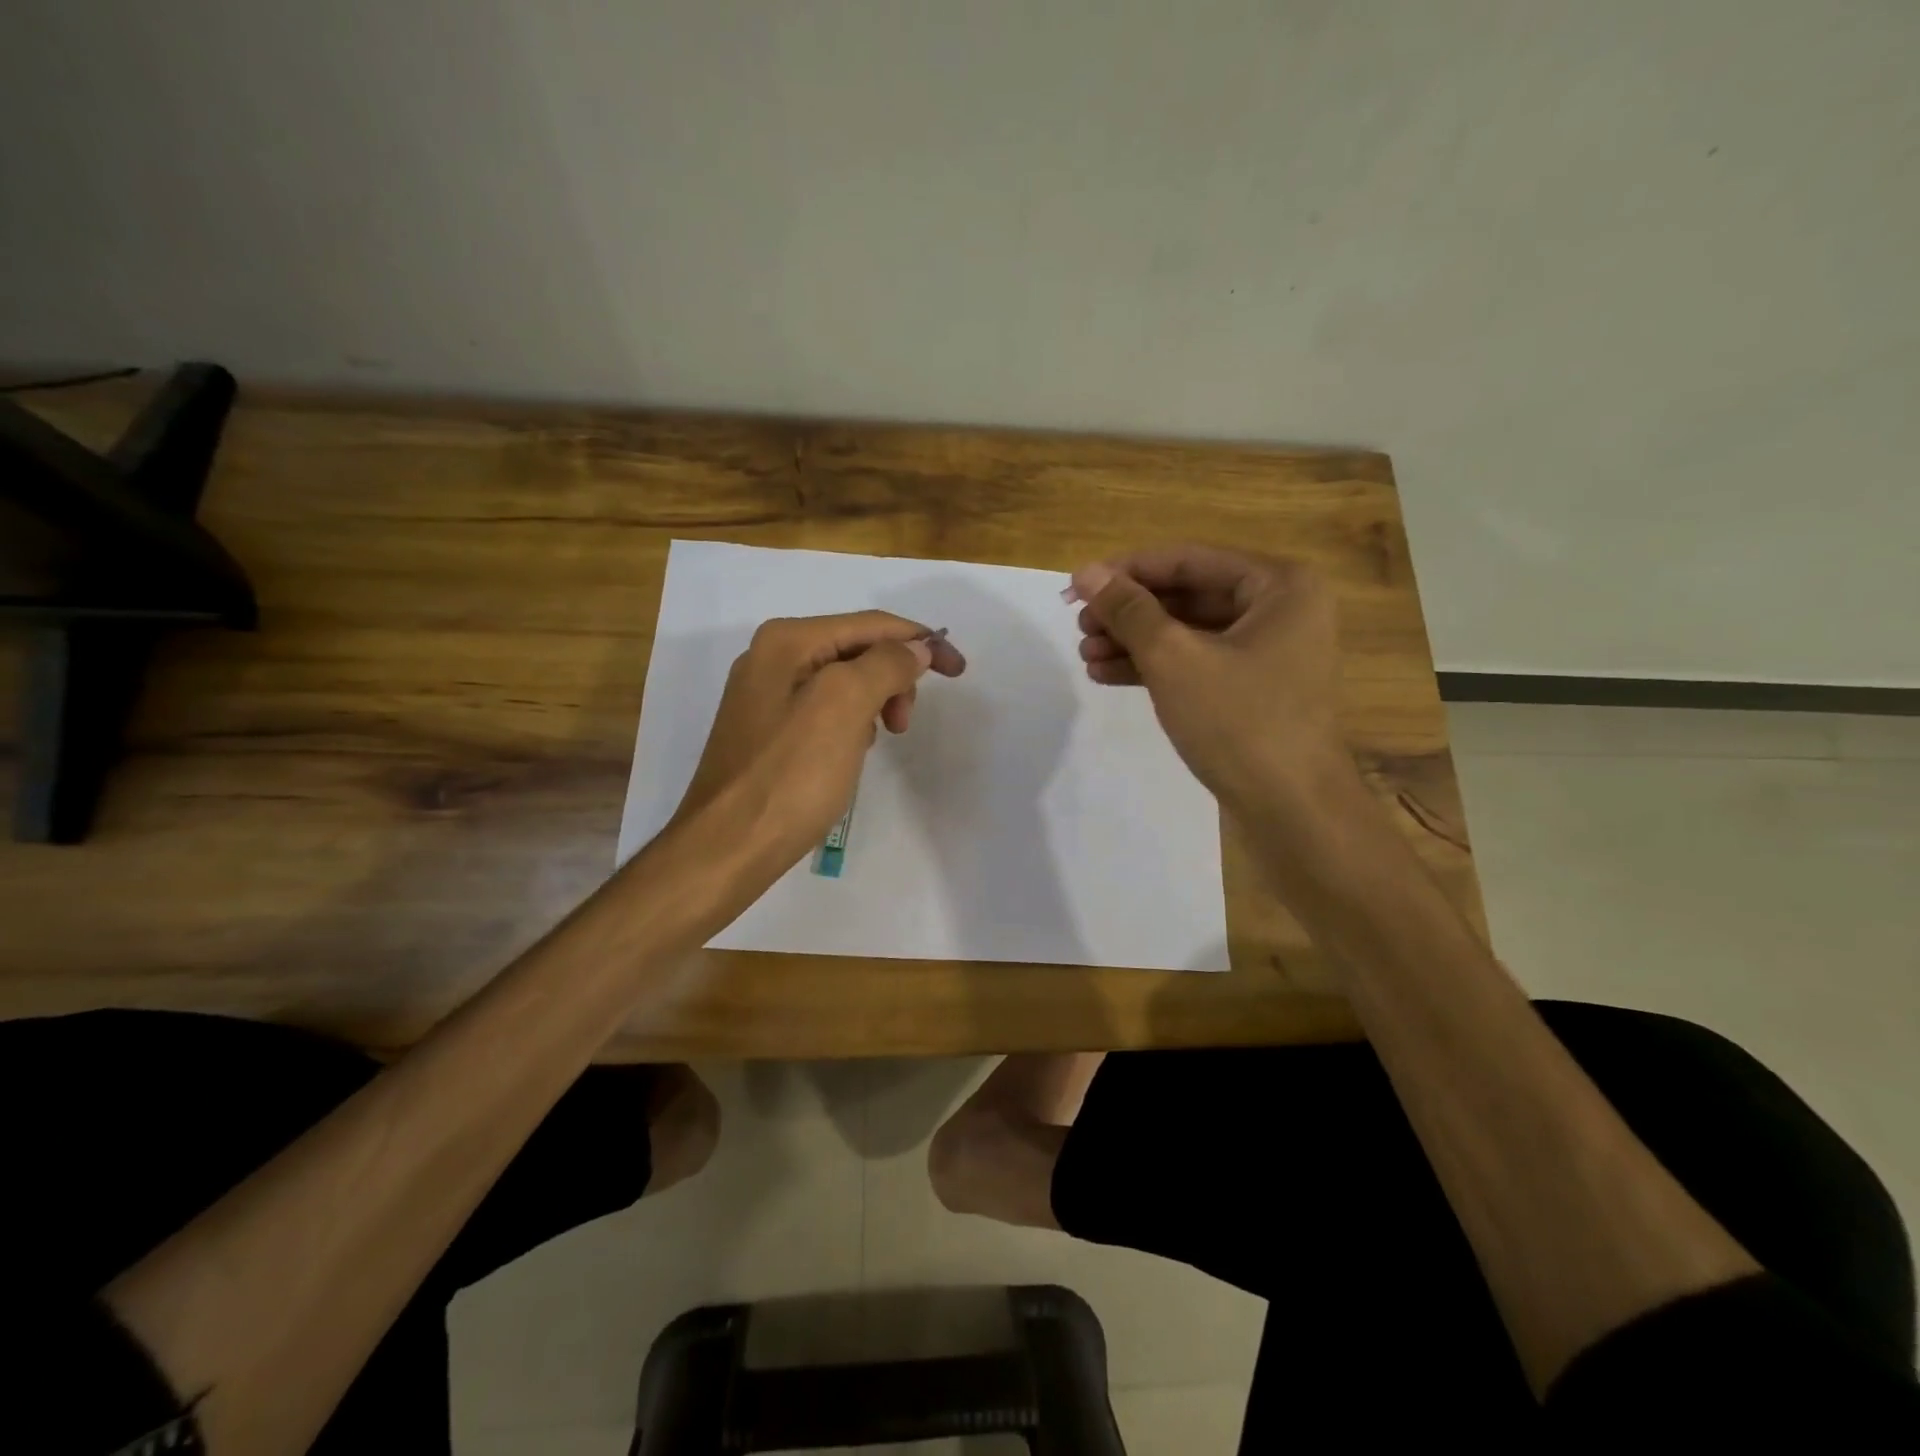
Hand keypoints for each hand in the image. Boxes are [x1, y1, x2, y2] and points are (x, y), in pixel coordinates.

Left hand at [671, 611, 966, 869]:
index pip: (870, 625)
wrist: (728, 846)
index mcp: (787, 641)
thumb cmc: (790, 775)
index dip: (920, 641)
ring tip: (876, 742)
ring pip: (844, 682)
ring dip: (874, 703)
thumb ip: (885, 665)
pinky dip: (851, 723)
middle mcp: (771, 657)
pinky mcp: (767, 731)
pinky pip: (825, 710)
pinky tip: (850, 753)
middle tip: (903, 724)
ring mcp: (765, 695)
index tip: (959, 671)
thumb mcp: (844, 706)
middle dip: (893, 678)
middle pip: (856, 649)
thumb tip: (914, 649)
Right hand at [1068, 545, 1351, 813]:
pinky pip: (1198, 663)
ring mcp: (1269, 652)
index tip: (1076, 586)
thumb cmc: (1239, 722)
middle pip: (1188, 595)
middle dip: (1129, 612)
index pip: (1188, 560)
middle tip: (1080, 626)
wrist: (1291, 810)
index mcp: (1279, 586)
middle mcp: (1280, 609)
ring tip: (1085, 655)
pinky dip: (1156, 667)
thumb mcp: (1174, 659)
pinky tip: (1108, 674)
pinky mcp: (1254, 689)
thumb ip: (1129, 611)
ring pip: (1189, 632)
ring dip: (1135, 641)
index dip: (1126, 571)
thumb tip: (1086, 573)